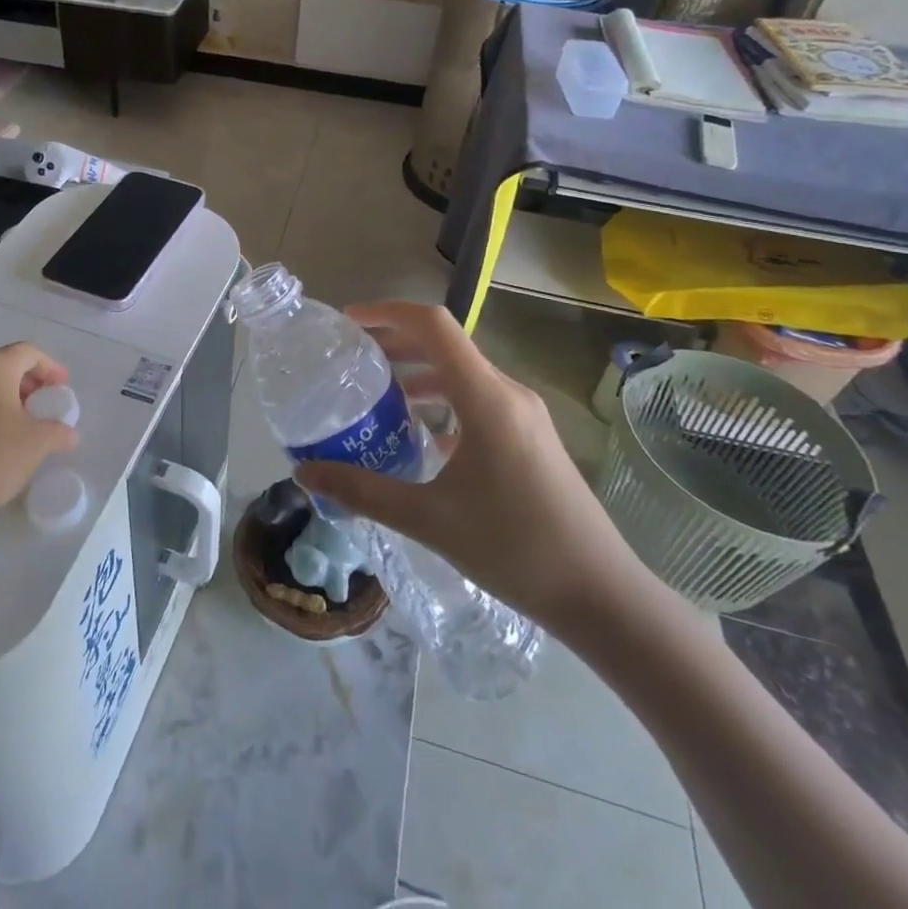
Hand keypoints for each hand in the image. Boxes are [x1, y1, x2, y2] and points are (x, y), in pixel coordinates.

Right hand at [292, 301, 653, 639]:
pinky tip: (420, 435)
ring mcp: (524, 414)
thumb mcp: (429, 520)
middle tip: (350, 360)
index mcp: (486, 398)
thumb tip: (304, 473)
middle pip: (444, 345)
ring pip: (461, 372)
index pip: (433, 325)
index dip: (386, 312)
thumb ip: (363, 491)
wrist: (603, 596)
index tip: (347, 322)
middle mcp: (507, 393)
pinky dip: (441, 400)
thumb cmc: (517, 550)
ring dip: (417, 372)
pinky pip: (477, 398)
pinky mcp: (530, 435)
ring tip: (376, 395)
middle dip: (394, 343)